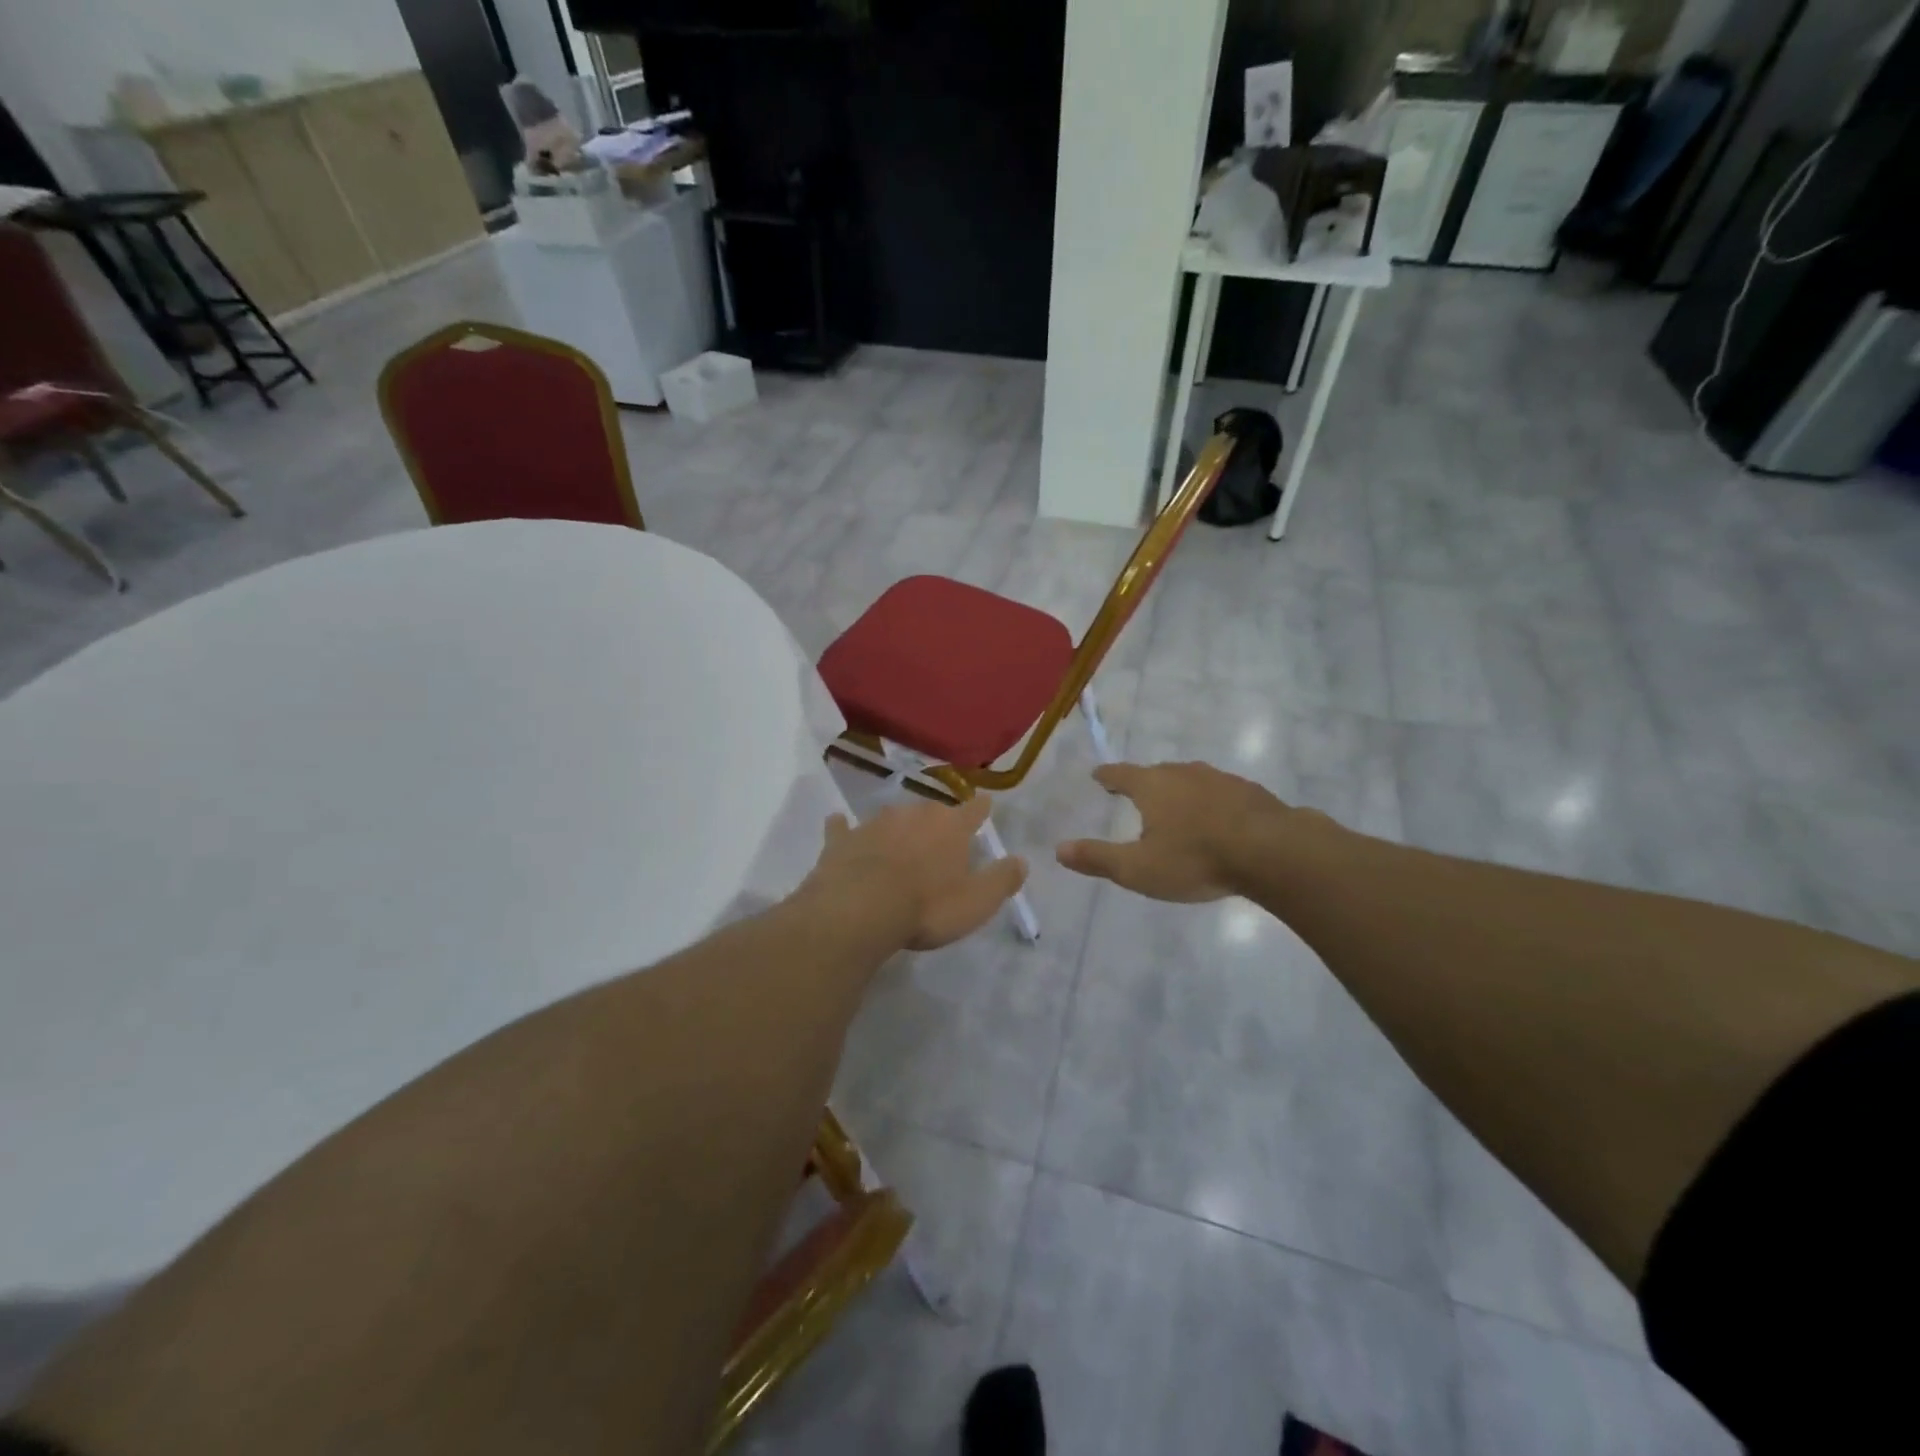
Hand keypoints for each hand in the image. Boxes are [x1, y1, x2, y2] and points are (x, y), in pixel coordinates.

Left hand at [805, 796, 1027, 950]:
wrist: (859, 910)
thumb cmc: (927, 907)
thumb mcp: (977, 902)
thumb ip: (1001, 879)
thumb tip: (1021, 860)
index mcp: (950, 827)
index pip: (973, 810)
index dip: (981, 808)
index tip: (984, 804)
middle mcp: (914, 815)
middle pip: (931, 810)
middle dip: (937, 820)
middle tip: (940, 836)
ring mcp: (875, 823)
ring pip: (892, 817)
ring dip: (897, 826)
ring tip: (900, 838)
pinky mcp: (842, 839)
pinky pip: (843, 828)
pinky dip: (844, 827)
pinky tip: (838, 823)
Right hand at [1056, 761, 1306, 902]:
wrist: (1273, 852)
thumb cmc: (1195, 859)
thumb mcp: (1137, 868)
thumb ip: (1097, 858)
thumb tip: (1058, 849)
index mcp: (1152, 786)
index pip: (1121, 774)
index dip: (1108, 776)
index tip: (1099, 775)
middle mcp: (1184, 774)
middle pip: (1157, 773)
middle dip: (1144, 782)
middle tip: (1136, 792)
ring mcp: (1221, 779)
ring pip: (1191, 780)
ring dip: (1180, 790)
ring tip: (1177, 807)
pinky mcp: (1251, 793)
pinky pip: (1221, 793)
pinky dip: (1211, 802)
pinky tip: (1218, 819)